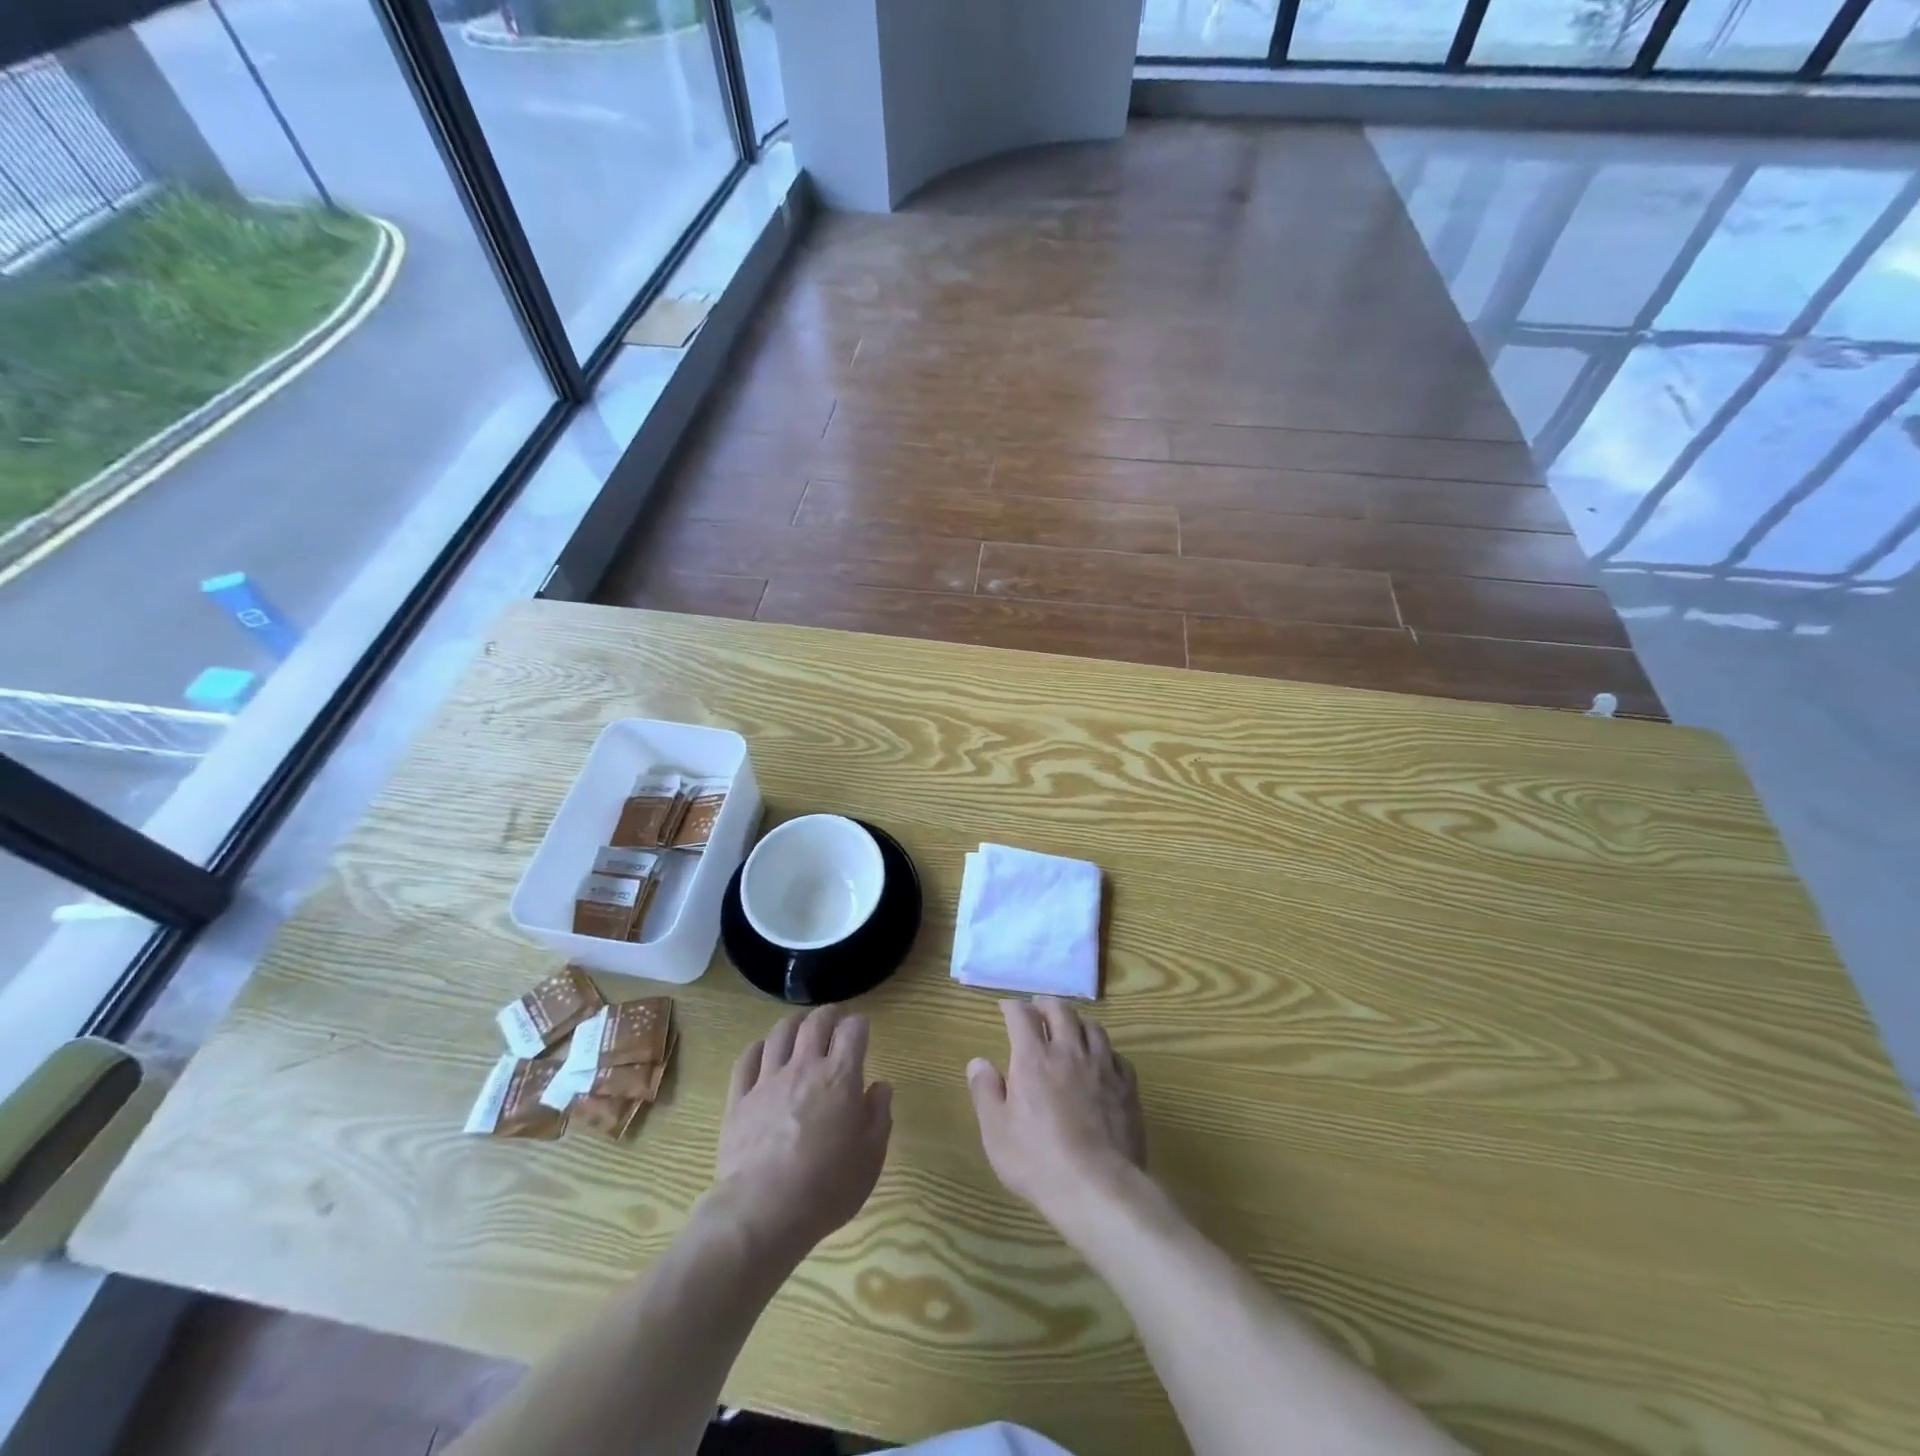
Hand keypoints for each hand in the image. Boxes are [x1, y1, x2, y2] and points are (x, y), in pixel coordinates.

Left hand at [712, 1006, 892, 1256]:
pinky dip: (758, 1049)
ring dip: (794, 1025)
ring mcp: (768, 1080)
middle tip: (833, 1020)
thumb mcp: (871, 1157)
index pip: (853, 1030)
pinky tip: (763, 1052)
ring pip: (780, 1033)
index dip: (859, 1025)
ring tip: (800, 1029)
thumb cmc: (827, 1187)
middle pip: (816, 1022)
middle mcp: (805, 1067)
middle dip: (828, 1015)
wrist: (764, 1212)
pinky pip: (747, 1059)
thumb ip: (879, 1115)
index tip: (861, 1031)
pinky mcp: (739, 1099)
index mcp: (840, 1077)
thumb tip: (880, 1087)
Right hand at [966, 998, 1146, 1230]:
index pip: (1022, 1016)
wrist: (1098, 1188)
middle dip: (1046, 1004)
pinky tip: (1102, 1060)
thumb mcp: (996, 1132)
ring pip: (1092, 1027)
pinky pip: (1117, 1055)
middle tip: (1038, 1008)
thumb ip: (985, 1092)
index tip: (1006, 1007)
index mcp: (1033, 1059)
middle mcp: (1068, 1052)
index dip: (1012, 1007)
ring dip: (1078, 1022)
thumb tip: (978, 1062)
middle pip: (1061, 1011)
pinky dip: (1105, 1050)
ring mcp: (1102, 1067)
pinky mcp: (1126, 1087)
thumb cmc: (1038, 1161)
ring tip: (1071, 1028)